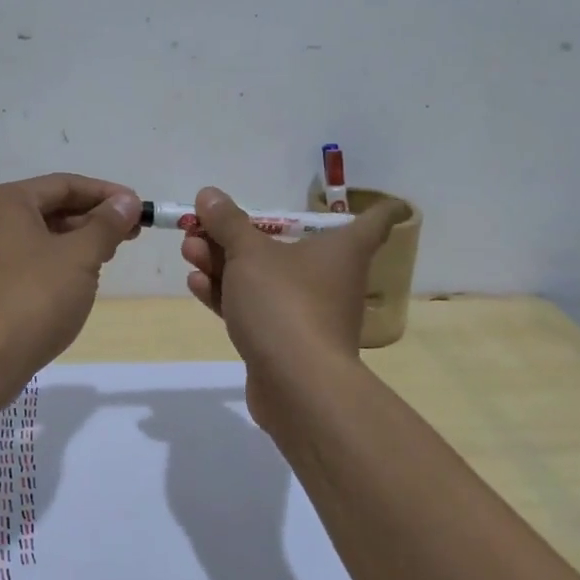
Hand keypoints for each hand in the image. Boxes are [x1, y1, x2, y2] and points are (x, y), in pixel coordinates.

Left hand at [0, 174, 142, 382]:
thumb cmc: (34, 297)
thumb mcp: (80, 256)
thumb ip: (106, 224)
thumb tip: (126, 202)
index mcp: (4, 202)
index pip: (64, 184)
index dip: (106, 194)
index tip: (138, 208)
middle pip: (50, 208)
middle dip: (92, 219)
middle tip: (130, 234)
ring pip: (39, 236)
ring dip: (76, 242)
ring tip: (109, 256)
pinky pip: (26, 261)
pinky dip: (55, 263)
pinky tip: (78, 280)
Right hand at [180, 186, 405, 395]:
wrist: (296, 385)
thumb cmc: (285, 302)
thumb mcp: (250, 253)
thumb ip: (228, 223)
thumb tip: (210, 194)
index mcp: (342, 249)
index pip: (376, 222)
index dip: (381, 209)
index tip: (390, 202)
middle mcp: (330, 278)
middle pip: (291, 244)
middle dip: (242, 233)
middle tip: (204, 224)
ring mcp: (306, 313)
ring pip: (264, 277)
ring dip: (225, 262)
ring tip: (188, 248)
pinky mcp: (282, 342)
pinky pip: (254, 308)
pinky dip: (228, 294)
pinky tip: (196, 283)